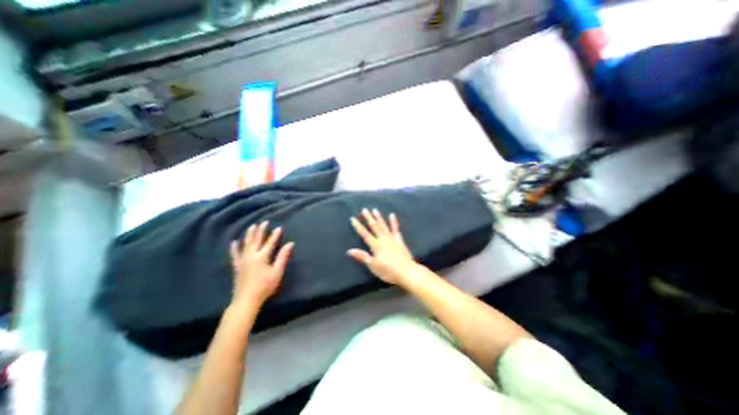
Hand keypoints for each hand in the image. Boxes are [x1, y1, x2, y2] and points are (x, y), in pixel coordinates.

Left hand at [228, 223, 294, 307]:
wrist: (246, 300)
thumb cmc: (265, 286)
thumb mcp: (277, 272)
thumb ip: (283, 256)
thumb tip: (290, 244)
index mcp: (262, 256)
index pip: (270, 243)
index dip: (275, 235)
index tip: (279, 227)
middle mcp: (251, 255)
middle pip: (256, 240)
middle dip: (261, 230)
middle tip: (264, 222)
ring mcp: (242, 260)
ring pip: (246, 244)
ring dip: (249, 234)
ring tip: (252, 226)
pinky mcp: (237, 266)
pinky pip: (235, 254)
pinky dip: (234, 247)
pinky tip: (234, 242)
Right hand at [349, 207, 418, 285]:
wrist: (407, 271)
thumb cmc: (388, 271)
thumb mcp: (373, 266)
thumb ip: (362, 256)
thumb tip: (350, 250)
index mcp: (376, 245)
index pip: (365, 234)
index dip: (358, 226)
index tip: (353, 218)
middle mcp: (383, 239)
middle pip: (375, 227)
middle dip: (369, 218)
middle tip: (365, 209)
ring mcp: (392, 239)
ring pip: (384, 225)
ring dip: (379, 217)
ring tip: (375, 210)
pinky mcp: (400, 240)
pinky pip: (396, 229)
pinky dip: (394, 222)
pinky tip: (392, 215)